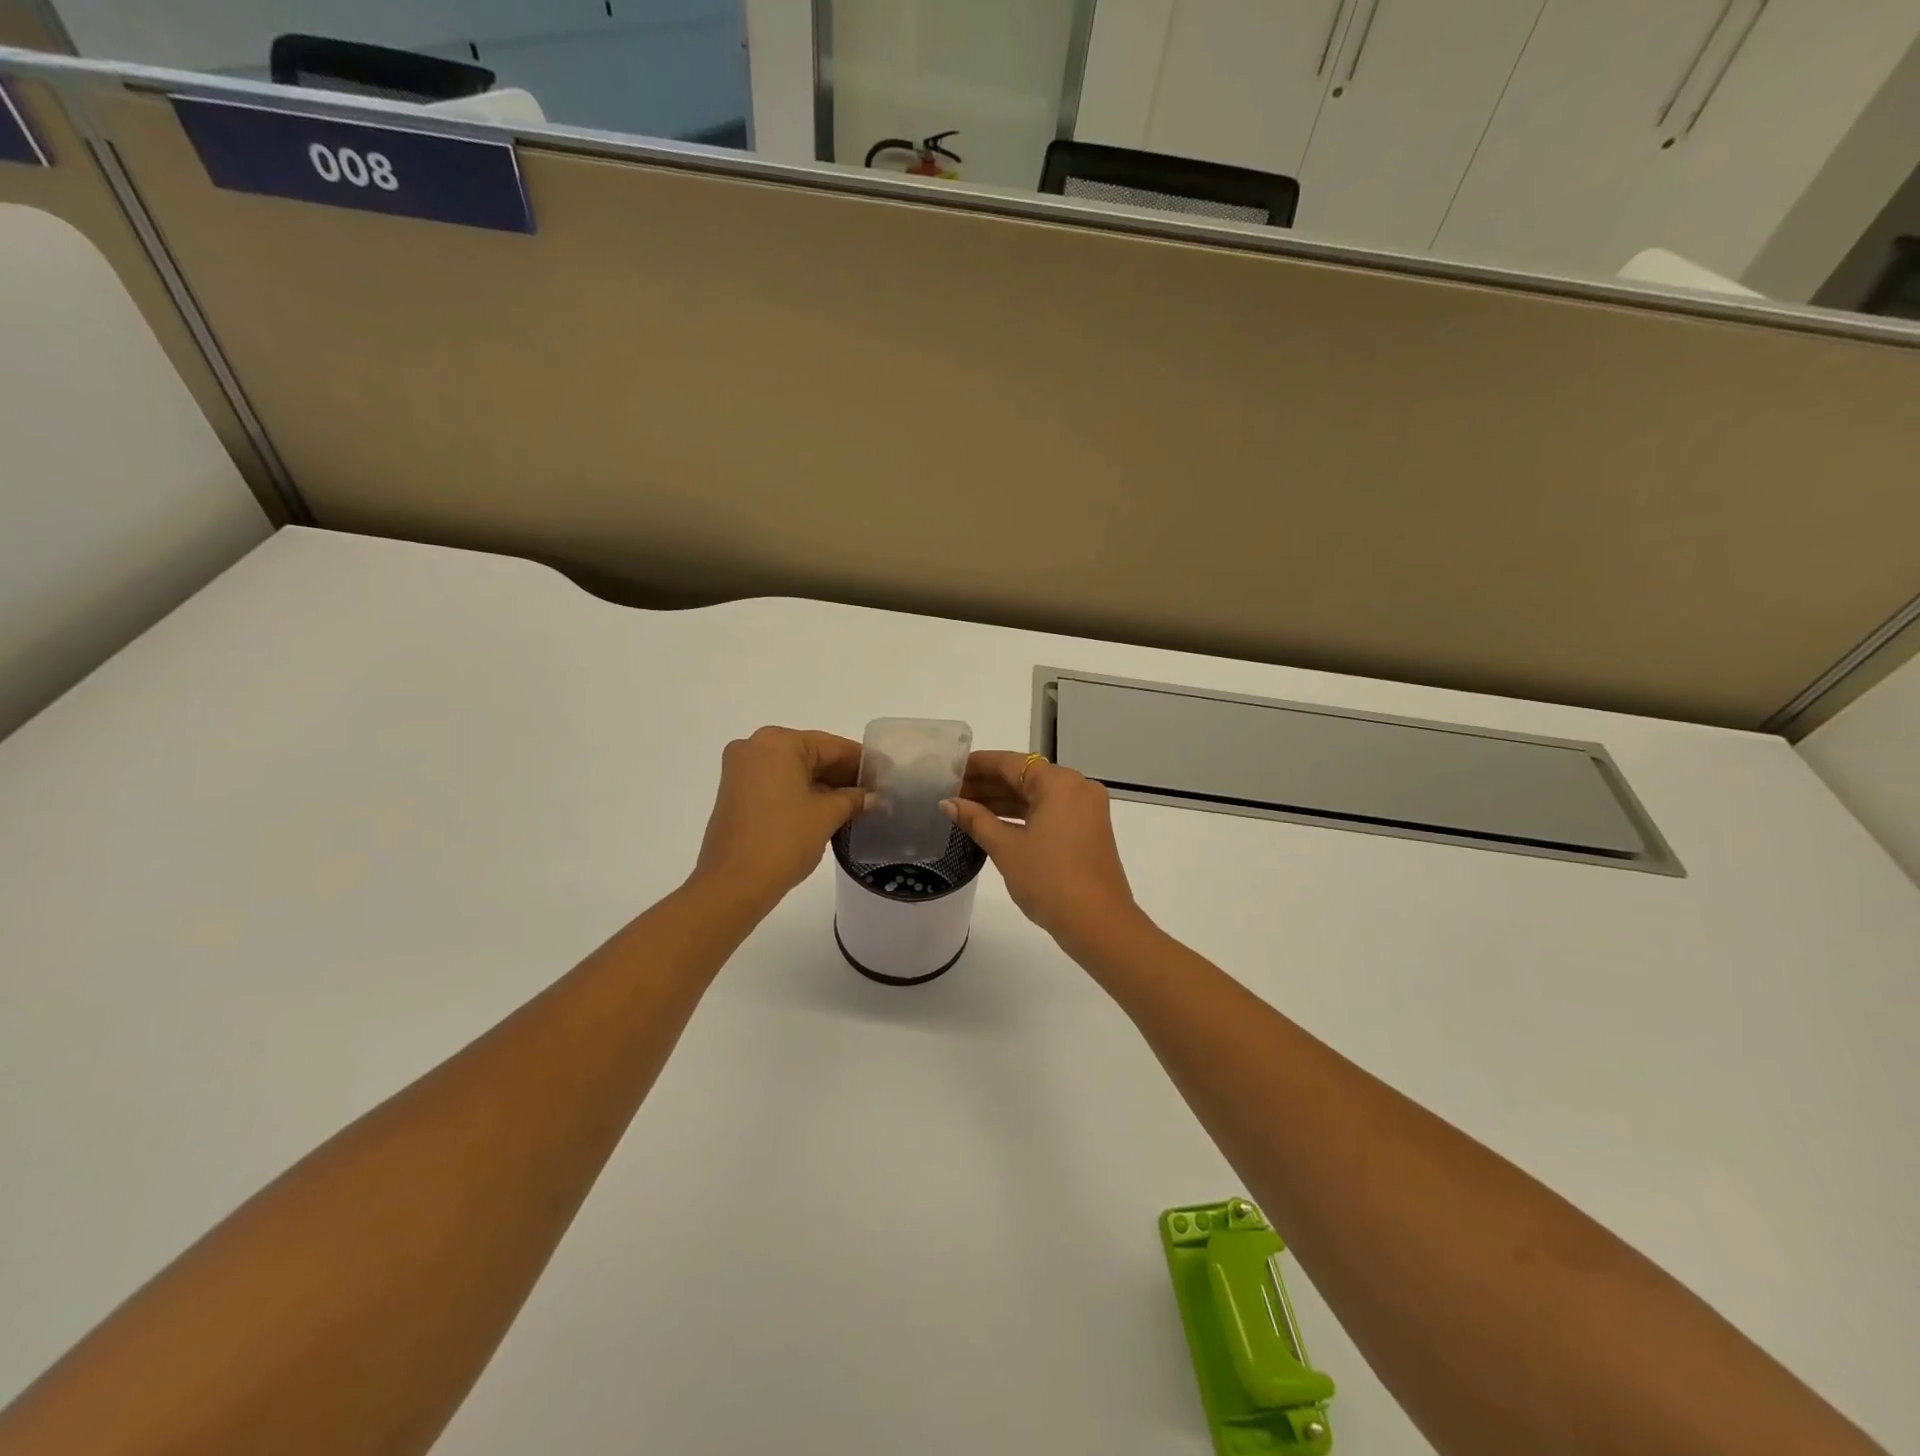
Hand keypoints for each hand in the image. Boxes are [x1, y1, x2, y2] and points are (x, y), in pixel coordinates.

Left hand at [691, 727, 866, 913]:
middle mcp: (755, 747)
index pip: (832, 746)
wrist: (732, 884)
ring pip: (794, 771)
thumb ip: (853, 799)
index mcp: (777, 742)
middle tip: (876, 792)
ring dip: (825, 786)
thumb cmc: (783, 840)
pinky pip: (779, 784)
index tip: (886, 774)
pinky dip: (803, 794)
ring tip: (858, 804)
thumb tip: (872, 796)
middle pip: (811, 755)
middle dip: (843, 774)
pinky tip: (830, 810)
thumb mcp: (826, 815)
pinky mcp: (736, 793)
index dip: (862, 761)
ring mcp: (741, 771)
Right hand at [942, 752, 1142, 952]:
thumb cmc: (1049, 880)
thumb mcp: (1006, 848)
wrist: (1098, 923)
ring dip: (1003, 802)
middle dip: (988, 785)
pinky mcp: (1088, 830)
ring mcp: (1085, 809)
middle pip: (1024, 777)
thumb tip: (948, 803)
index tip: (949, 770)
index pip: (1010, 763)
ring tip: (964, 809)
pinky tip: (993, 824)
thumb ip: (975, 820)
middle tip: (951, 794)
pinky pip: (1049, 812)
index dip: (977, 765)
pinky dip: (1022, 816)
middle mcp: (1077, 787)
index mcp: (1059, 782)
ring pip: (1036, 796)